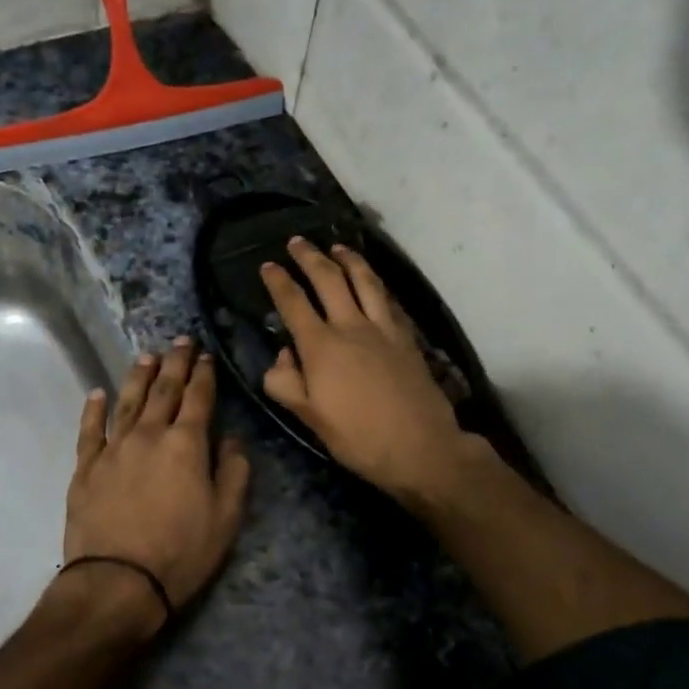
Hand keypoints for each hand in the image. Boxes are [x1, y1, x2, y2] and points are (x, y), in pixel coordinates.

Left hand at [62, 340, 251, 621]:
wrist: (118, 582)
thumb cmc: (181, 552)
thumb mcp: (226, 517)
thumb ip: (233, 472)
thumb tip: (231, 439)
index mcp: (186, 444)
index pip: (198, 398)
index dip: (204, 374)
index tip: (206, 355)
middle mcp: (149, 435)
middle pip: (164, 390)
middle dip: (175, 363)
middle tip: (180, 340)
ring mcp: (113, 449)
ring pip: (128, 402)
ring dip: (139, 376)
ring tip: (147, 356)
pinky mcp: (86, 468)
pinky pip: (90, 430)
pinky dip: (94, 410)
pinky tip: (97, 394)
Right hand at [261, 238, 471, 507]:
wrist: (421, 447)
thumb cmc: (358, 437)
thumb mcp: (309, 417)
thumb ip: (285, 382)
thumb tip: (281, 355)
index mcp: (321, 346)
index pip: (293, 302)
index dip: (278, 281)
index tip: (268, 265)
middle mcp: (351, 326)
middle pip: (329, 279)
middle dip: (310, 257)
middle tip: (297, 241)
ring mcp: (383, 328)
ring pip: (364, 281)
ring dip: (349, 259)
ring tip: (337, 246)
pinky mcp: (406, 337)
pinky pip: (388, 299)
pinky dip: (377, 283)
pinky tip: (374, 281)